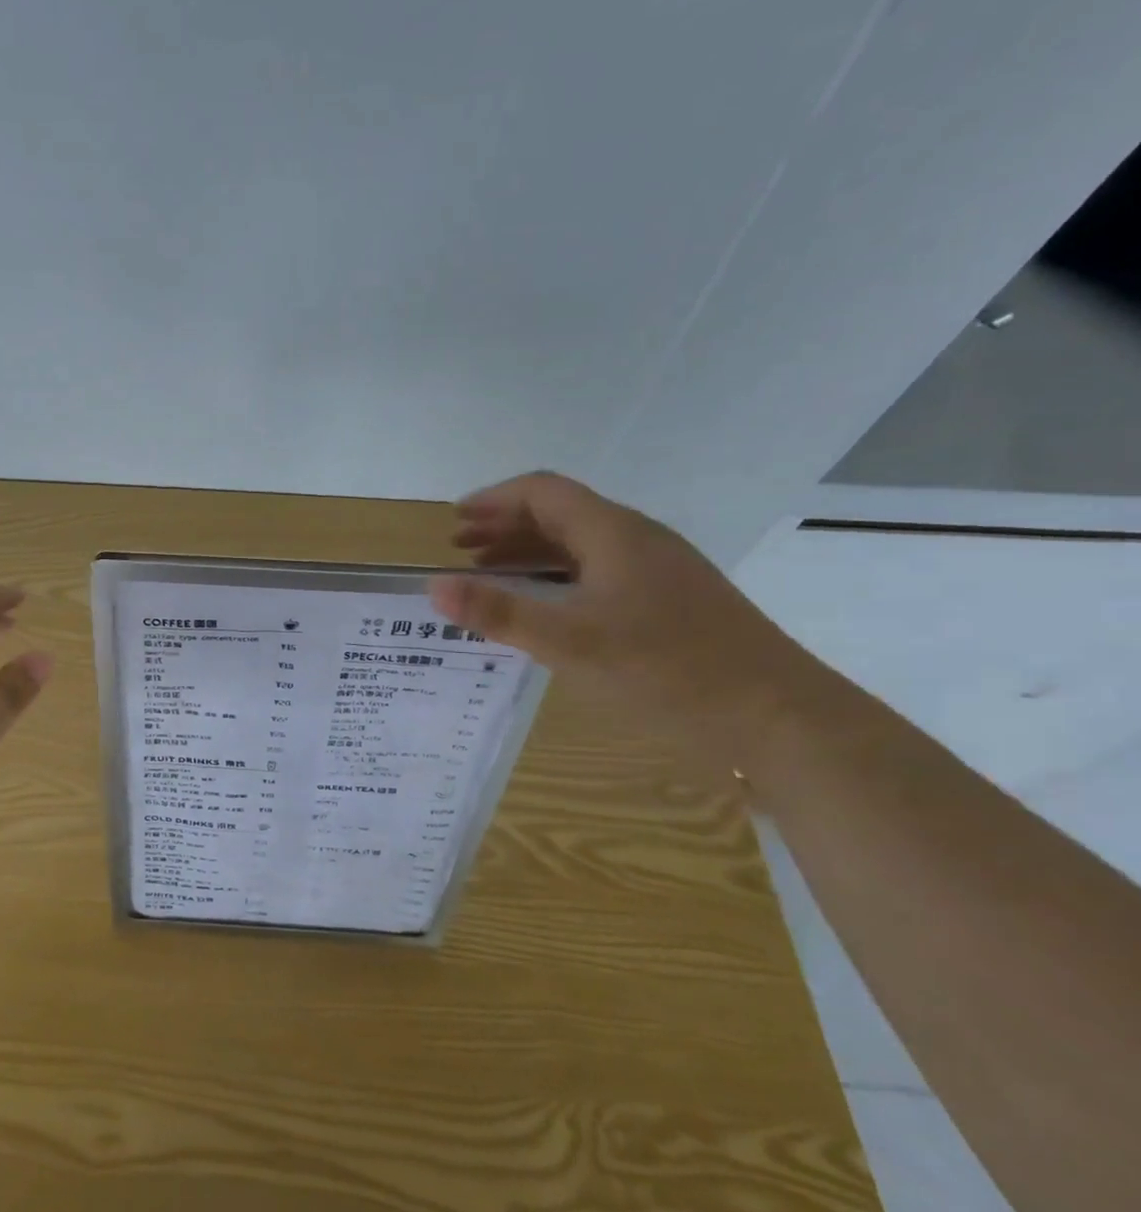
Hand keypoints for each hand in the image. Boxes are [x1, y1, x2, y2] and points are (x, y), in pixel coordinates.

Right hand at [429, 472, 832, 776]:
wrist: (777, 719)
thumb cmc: (667, 670)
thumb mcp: (570, 642)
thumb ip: (499, 612)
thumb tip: (433, 587)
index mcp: (614, 533)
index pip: (543, 492)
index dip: (493, 500)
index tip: (453, 522)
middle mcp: (637, 540)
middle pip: (561, 515)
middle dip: (505, 527)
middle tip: (461, 550)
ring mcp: (658, 572)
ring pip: (581, 547)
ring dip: (530, 554)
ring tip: (490, 576)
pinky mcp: (670, 604)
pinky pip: (598, 574)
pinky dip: (558, 580)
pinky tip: (545, 611)